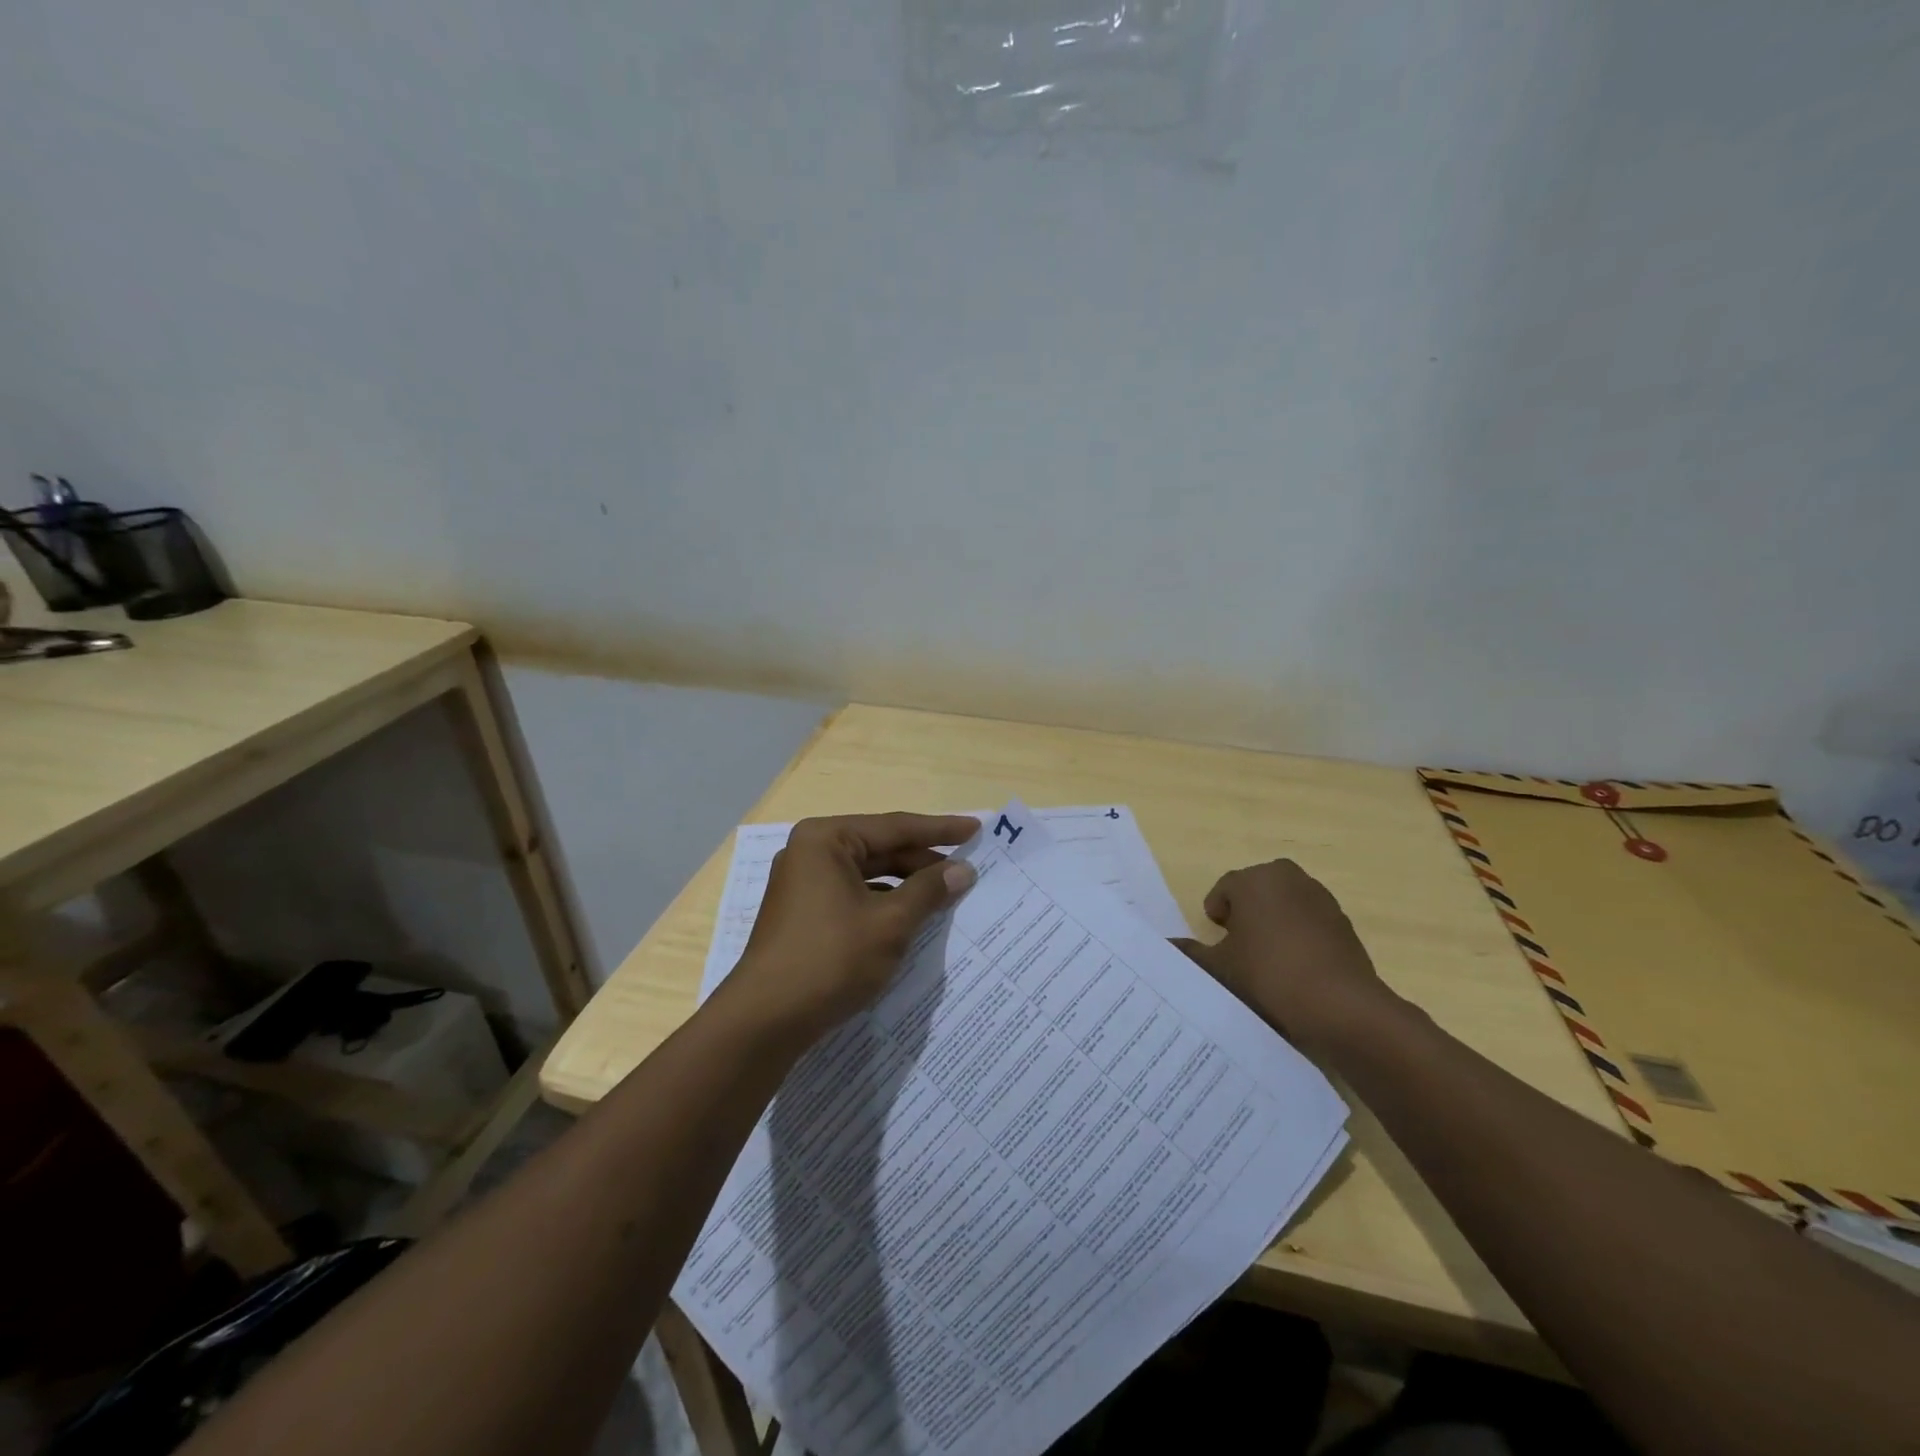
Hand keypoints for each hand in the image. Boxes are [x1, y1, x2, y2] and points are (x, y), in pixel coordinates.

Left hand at [724, 813, 979, 1042]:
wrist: (765, 1020)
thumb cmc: (830, 959)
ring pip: (869, 875)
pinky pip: (855, 896)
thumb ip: (929, 890)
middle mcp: (811, 853)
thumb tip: (963, 870)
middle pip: (881, 848)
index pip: (895, 827)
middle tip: (967, 870)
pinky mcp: (804, 913)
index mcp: (826, 840)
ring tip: (946, 895)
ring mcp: (804, 883)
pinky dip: (885, 903)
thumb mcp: (890, 923)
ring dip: (907, 885)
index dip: (940, 830)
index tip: (976, 829)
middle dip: (924, 861)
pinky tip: (912, 918)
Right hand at [1174, 859, 1395, 1051]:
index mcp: (1255, 879)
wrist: (1341, 1007)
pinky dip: (1300, 939)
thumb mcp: (1219, 968)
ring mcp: (1322, 900)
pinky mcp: (1344, 925)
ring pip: (1286, 906)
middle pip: (1258, 891)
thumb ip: (1190, 953)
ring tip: (1267, 961)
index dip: (1217, 913)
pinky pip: (1310, 925)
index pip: (1225, 888)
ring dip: (1274, 924)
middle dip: (1246, 912)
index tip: (1216, 937)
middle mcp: (1290, 878)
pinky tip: (1296, 971)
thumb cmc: (1268, 975)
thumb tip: (1167, 946)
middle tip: (1238, 946)